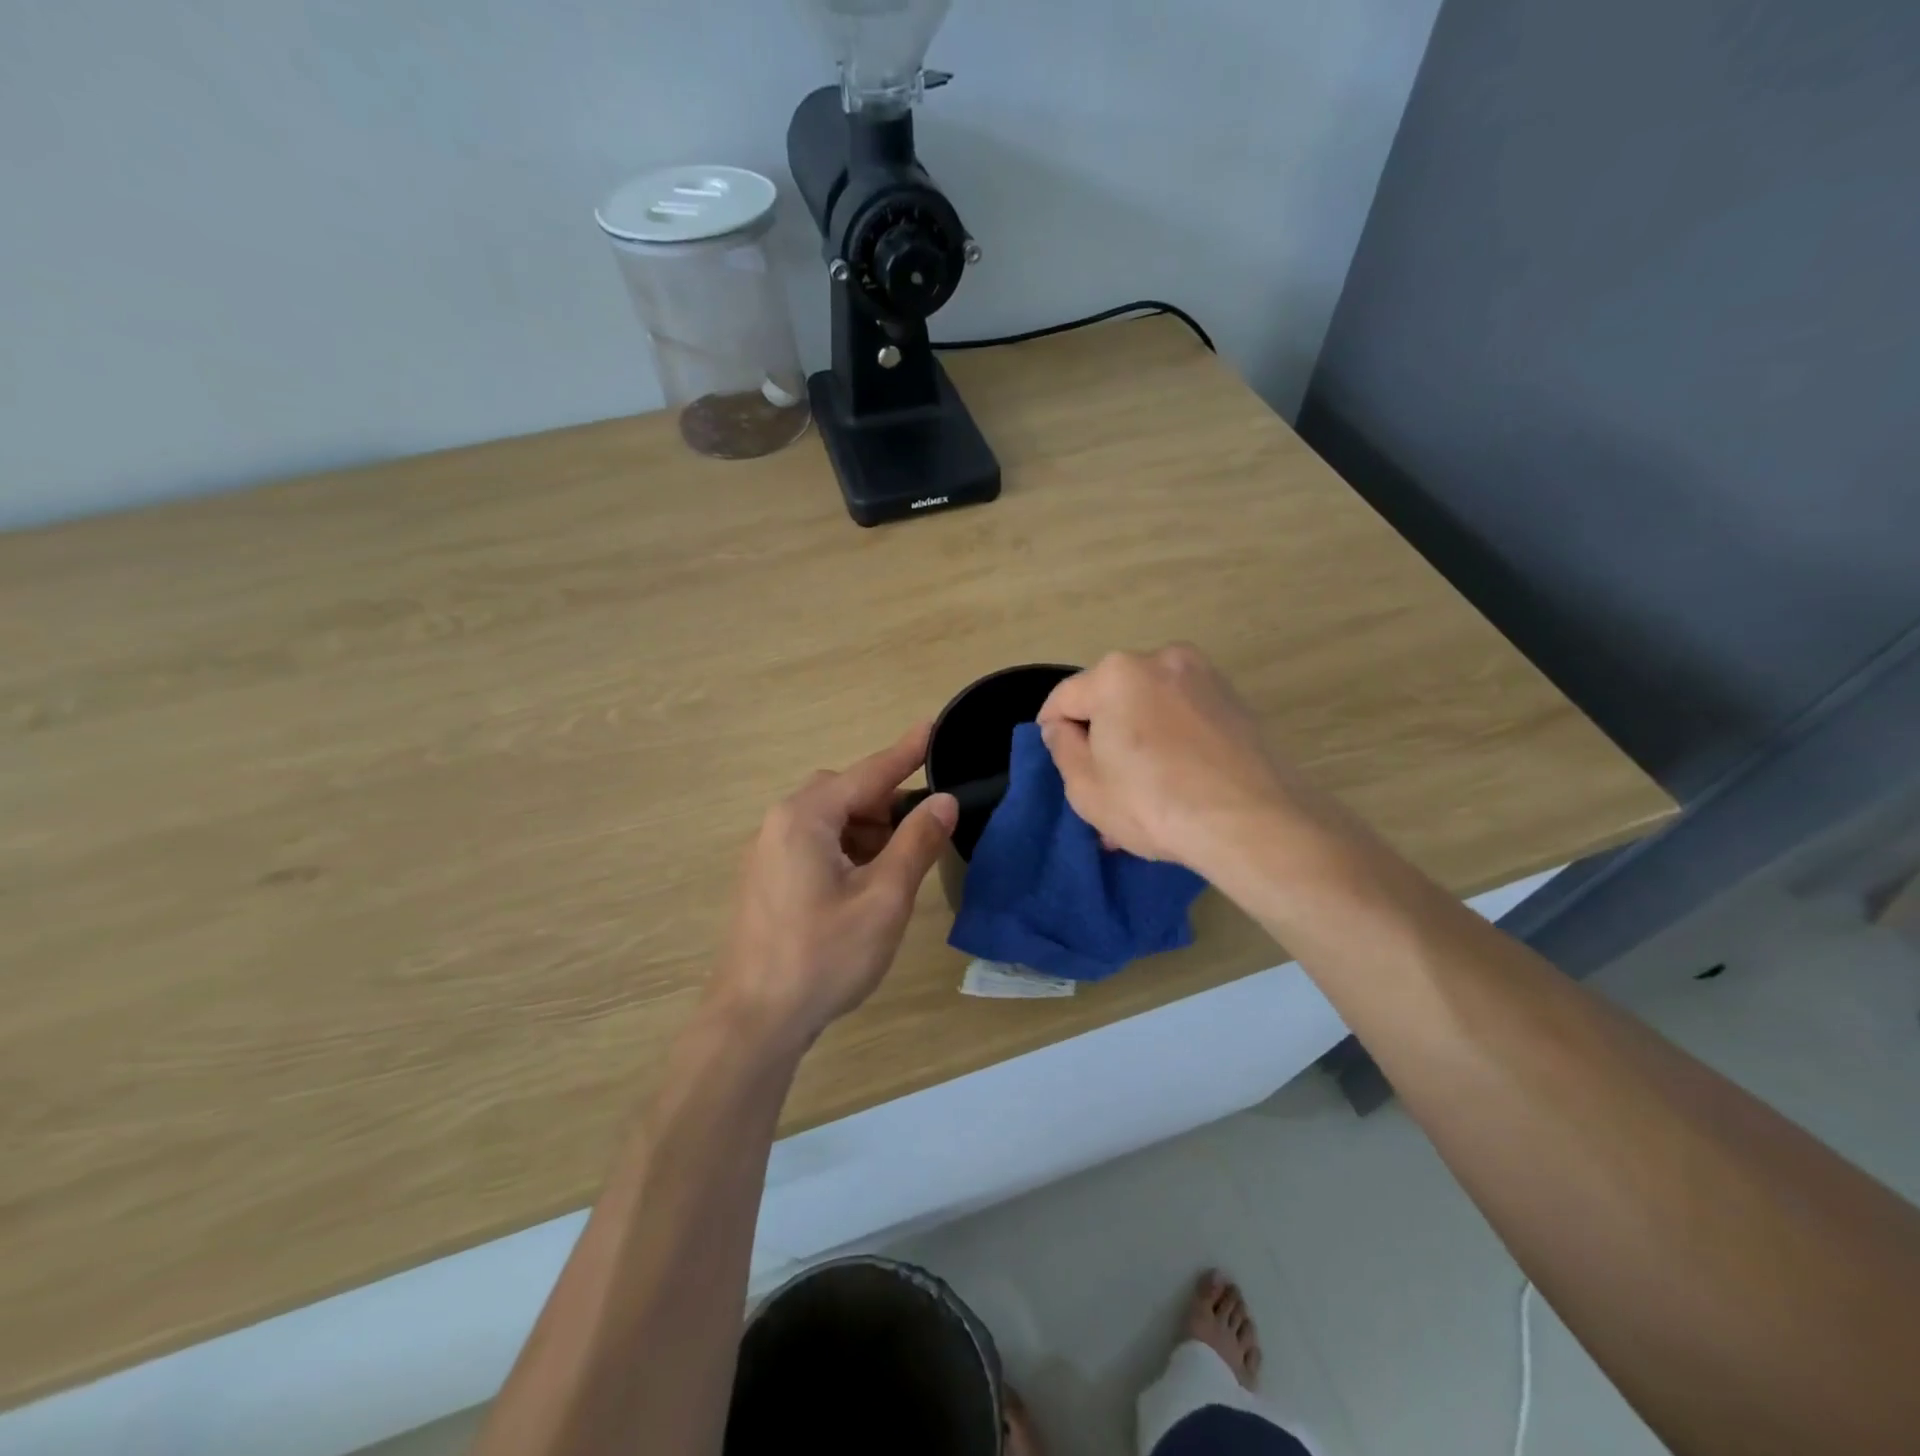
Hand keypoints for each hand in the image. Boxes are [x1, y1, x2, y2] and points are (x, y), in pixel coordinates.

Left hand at [711, 725, 957, 1048]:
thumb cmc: (824, 956)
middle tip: (922, 828)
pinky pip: (812, 844)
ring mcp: (766, 852)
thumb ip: (916, 843)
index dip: (907, 752)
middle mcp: (779, 823)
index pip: (868, 773)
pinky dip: (845, 850)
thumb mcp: (883, 898)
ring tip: (896, 864)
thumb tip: (945, 801)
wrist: (754, 1020)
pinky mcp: (765, 880)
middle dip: (886, 803)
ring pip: (828, 821)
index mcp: (806, 818)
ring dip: (866, 830)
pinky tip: (863, 883)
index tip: (933, 726)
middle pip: (844, 794)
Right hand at [1036, 645, 1292, 871]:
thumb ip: (1062, 747)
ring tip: (1140, 789)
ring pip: (1150, 706)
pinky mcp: (1235, 700)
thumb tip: (1062, 728)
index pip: (1065, 697)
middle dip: (1102, 735)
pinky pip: (1184, 715)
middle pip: (1111, 698)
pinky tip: (1174, 779)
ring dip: (1138, 739)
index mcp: (1116, 673)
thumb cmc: (1153, 803)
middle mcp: (1161, 660)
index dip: (1052, 730)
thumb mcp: (1085, 786)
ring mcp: (1204, 677)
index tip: (1058, 760)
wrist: (1250, 823)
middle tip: (1102, 783)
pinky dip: (1171, 739)